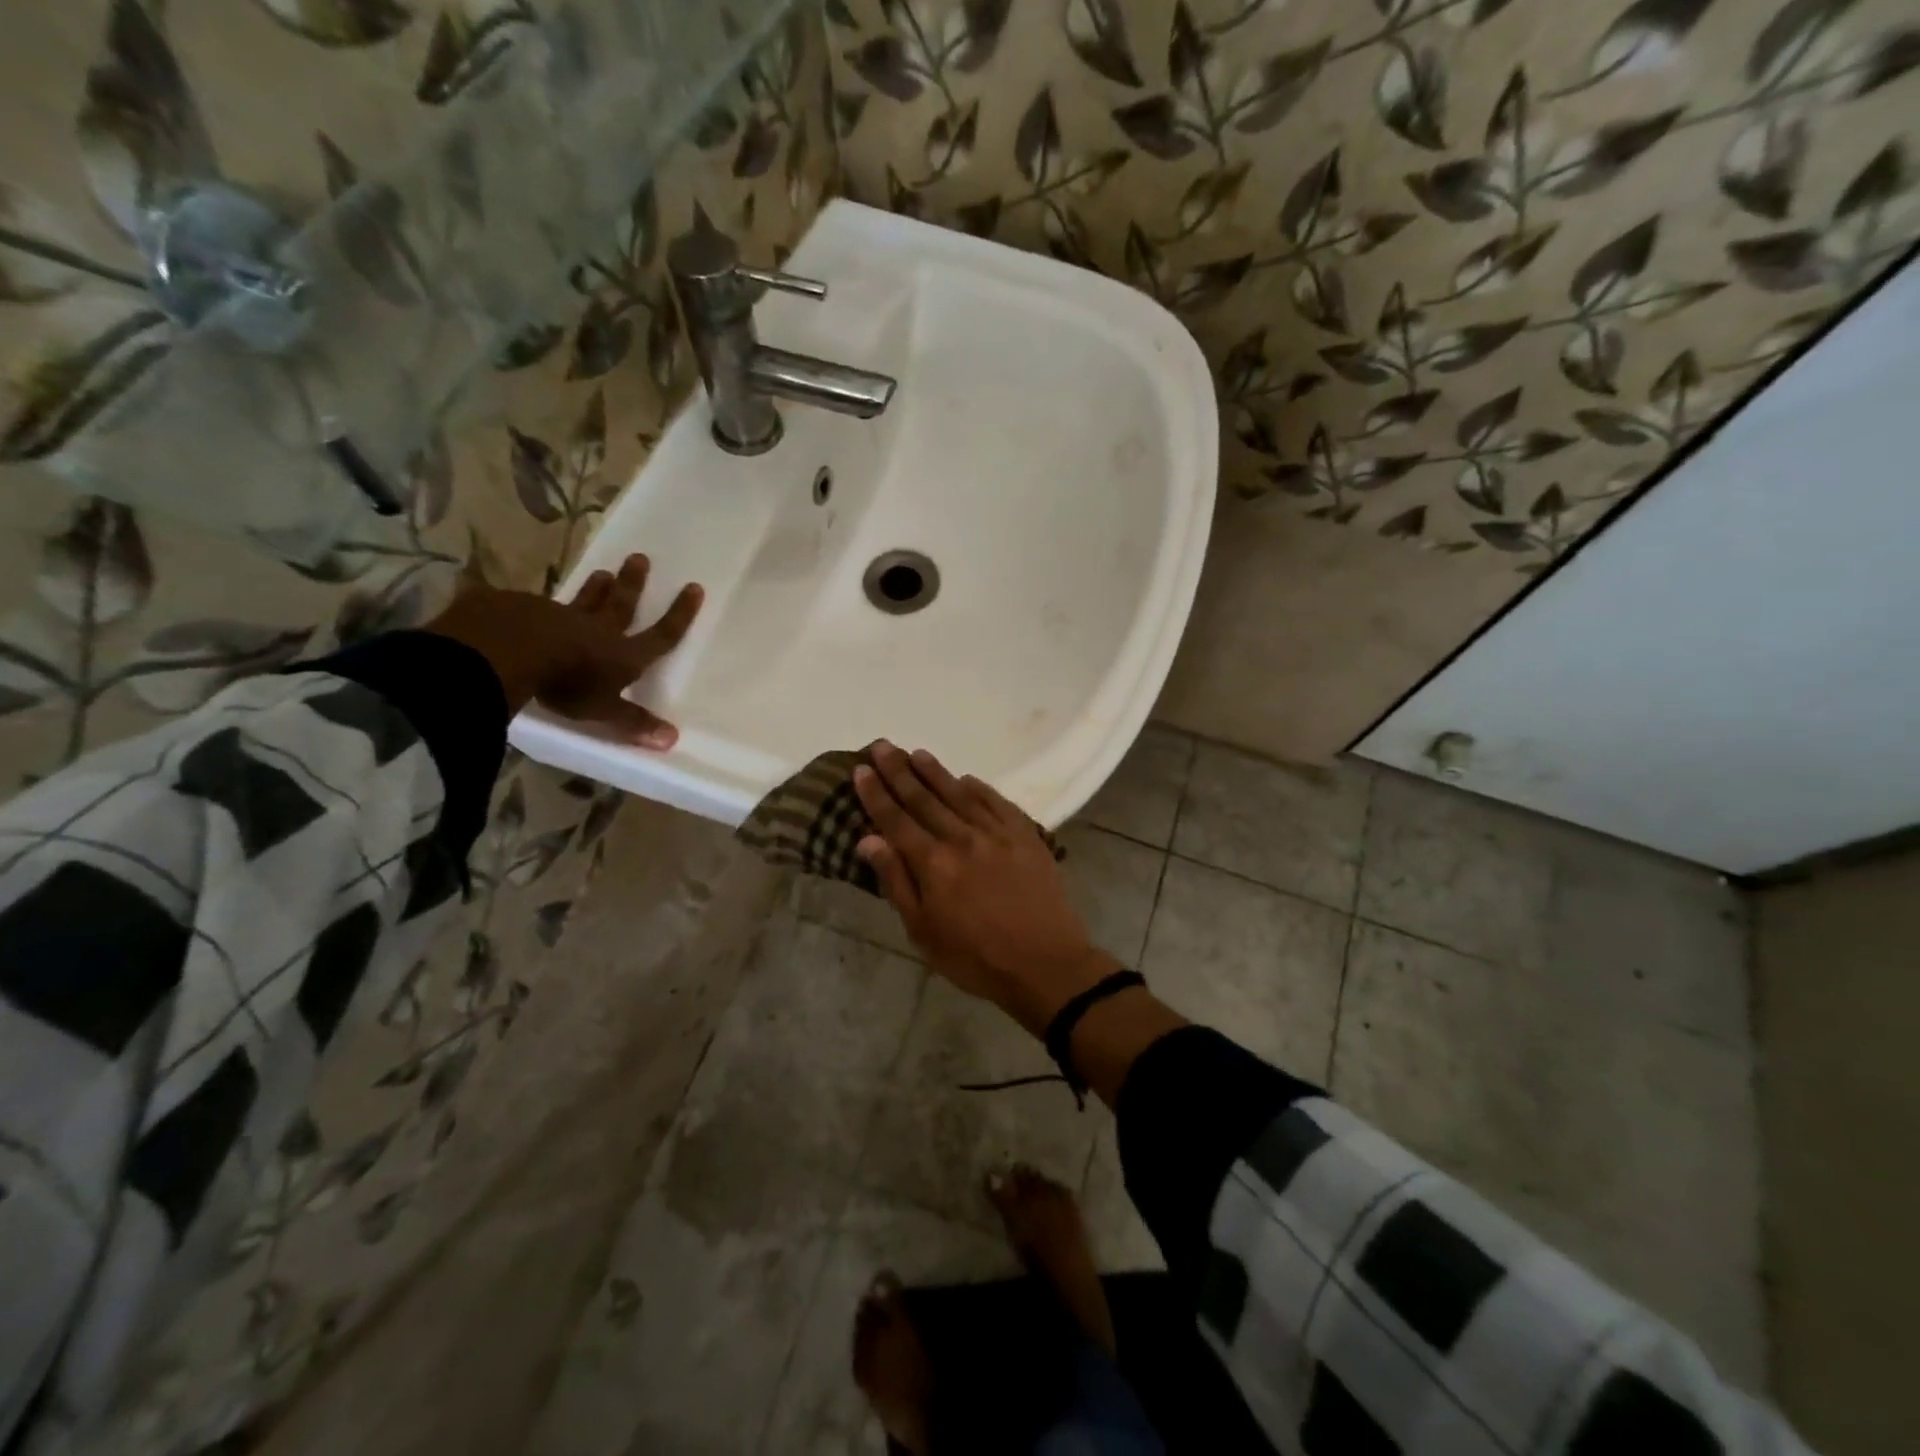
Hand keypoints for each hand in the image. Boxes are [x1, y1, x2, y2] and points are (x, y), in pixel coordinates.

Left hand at [425, 553, 702, 744]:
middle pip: (621, 605)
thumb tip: (672, 740)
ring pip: (583, 600)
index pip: (661, 635)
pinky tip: (528, 599)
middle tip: (639, 558)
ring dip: (595, 587)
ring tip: (602, 571)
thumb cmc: (564, 684)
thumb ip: (633, 722)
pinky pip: (533, 605)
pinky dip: (536, 603)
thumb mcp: (602, 710)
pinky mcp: (522, 610)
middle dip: (633, 584)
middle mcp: (597, 630)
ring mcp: (559, 617)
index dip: (680, 614)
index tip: (694, 588)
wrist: (508, 650)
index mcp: (623, 655)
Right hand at [853, 743, 1115, 1035]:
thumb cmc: (975, 957)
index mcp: (933, 863)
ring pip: (959, 794)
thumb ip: (897, 881)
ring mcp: (998, 833)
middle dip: (900, 771)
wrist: (1045, 963)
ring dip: (935, 772)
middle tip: (883, 746)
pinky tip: (966, 778)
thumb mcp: (924, 931)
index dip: (877, 794)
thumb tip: (869, 839)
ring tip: (916, 753)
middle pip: (925, 799)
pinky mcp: (1026, 835)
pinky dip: (979, 788)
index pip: (897, 820)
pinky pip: (997, 802)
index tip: (861, 769)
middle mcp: (962, 838)